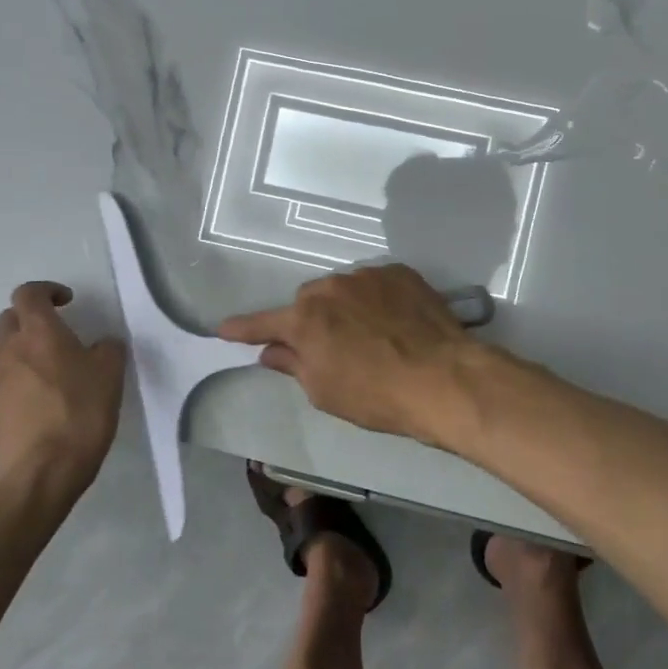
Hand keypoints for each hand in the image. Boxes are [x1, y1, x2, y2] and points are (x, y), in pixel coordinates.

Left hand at [0, 282, 126, 504]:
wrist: (39, 473)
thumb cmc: (80, 413)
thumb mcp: (110, 375)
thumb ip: (107, 349)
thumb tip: (101, 345)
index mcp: (38, 333)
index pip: (28, 293)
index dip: (47, 290)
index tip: (68, 302)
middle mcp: (9, 350)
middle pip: (10, 319)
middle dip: (32, 318)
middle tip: (59, 332)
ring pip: (4, 350)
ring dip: (24, 348)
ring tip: (53, 367)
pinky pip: (4, 380)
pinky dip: (21, 378)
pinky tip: (45, 398)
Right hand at [217, 264, 484, 445]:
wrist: (444, 378)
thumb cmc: (377, 395)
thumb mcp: (325, 391)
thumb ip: (294, 364)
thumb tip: (272, 350)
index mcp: (305, 319)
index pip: (263, 323)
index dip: (242, 328)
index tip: (223, 329)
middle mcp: (331, 287)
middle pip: (309, 302)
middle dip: (312, 321)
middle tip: (331, 348)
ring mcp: (368, 275)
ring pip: (343, 290)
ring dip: (346, 308)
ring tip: (372, 336)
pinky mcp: (400, 272)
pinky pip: (375, 284)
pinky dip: (376, 300)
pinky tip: (394, 323)